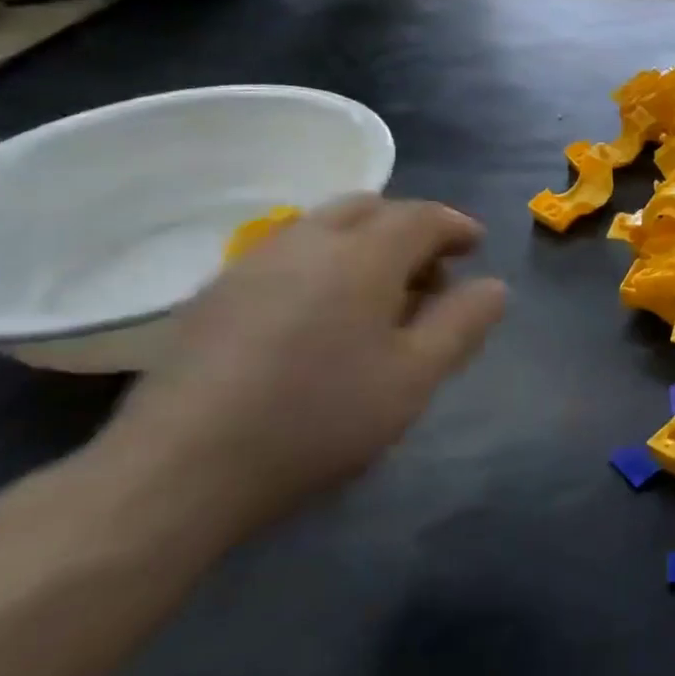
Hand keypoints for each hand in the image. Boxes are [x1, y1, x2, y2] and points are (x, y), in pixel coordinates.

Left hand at [96, 196, 507, 540]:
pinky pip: (286, 253)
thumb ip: (462, 324)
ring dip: (363, 242)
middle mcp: (308, 240)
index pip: (422, 216)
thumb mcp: (414, 377)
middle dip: (409, 227)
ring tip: (377, 292)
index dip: (456, 226)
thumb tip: (494, 286)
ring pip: (323, 225)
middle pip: (370, 207)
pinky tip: (319, 313)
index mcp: (363, 254)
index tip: (476, 246)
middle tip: (429, 270)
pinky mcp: (215, 292)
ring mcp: (254, 262)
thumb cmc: (319, 418)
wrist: (180, 468)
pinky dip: (321, 261)